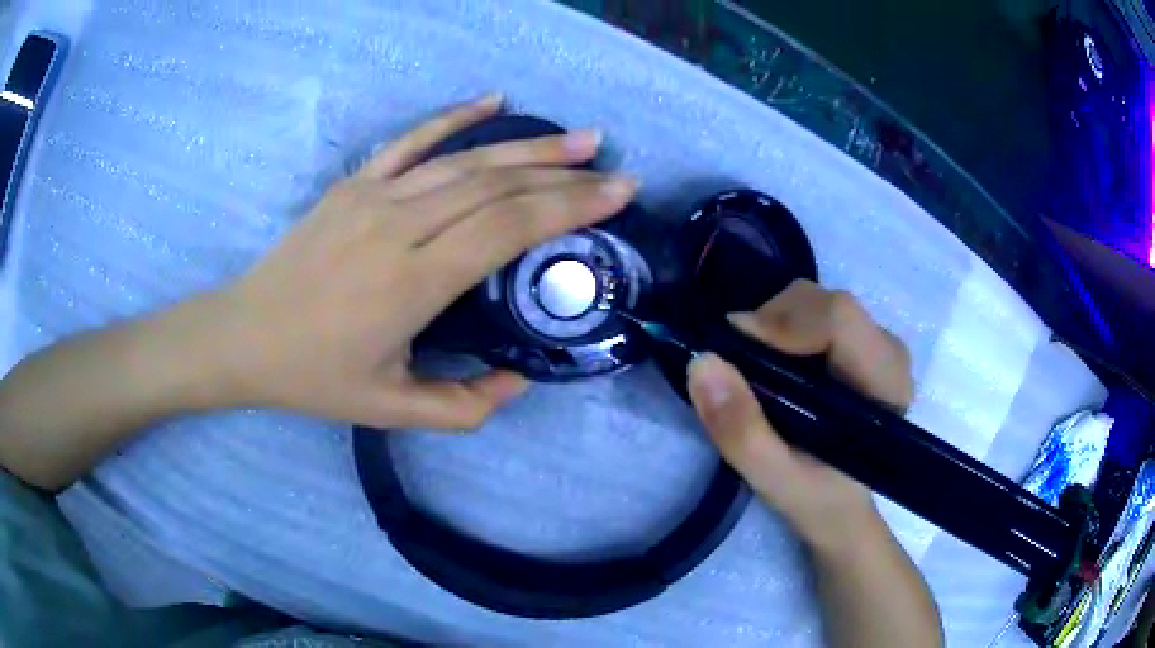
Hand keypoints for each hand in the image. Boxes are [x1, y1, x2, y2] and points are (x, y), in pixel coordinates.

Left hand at [206, 95, 638, 429]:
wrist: (244, 336)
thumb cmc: (314, 377)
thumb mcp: (392, 411)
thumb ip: (465, 406)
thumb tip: (520, 380)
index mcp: (413, 284)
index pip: (507, 229)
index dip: (568, 208)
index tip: (616, 195)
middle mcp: (400, 227)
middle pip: (497, 188)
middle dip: (565, 177)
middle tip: (615, 169)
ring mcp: (374, 196)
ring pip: (465, 161)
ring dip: (528, 147)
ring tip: (579, 139)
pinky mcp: (354, 183)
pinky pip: (412, 140)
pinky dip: (455, 117)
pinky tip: (493, 103)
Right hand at [686, 279, 913, 548]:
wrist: (841, 504)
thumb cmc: (816, 497)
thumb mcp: (774, 480)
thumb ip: (741, 430)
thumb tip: (702, 362)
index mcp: (885, 386)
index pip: (840, 319)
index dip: (783, 324)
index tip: (734, 352)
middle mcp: (890, 352)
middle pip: (826, 303)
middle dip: (772, 323)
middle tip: (738, 366)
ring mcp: (878, 341)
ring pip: (818, 300)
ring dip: (774, 325)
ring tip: (755, 371)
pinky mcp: (861, 339)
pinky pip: (815, 309)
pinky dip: (781, 326)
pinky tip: (774, 365)